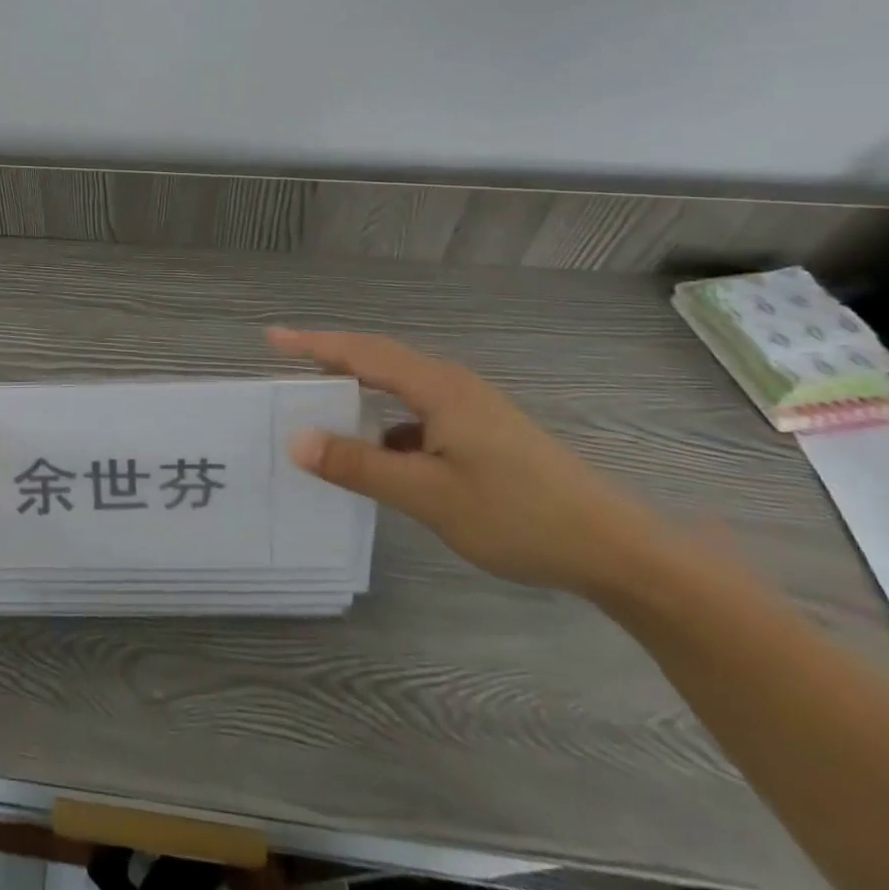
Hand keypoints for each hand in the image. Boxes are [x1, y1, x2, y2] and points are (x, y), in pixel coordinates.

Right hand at [270, 328, 667, 597]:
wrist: (617, 550)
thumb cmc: (518, 515)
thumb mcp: (429, 495)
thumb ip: (360, 466)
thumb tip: (296, 441)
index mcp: (438, 388)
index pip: (362, 353)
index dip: (314, 344)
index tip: (271, 339)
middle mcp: (452, 386)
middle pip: (380, 359)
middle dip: (331, 357)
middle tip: (288, 362)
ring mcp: (471, 409)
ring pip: (400, 386)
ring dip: (359, 387)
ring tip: (322, 401)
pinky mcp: (483, 433)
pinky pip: (419, 412)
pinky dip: (386, 420)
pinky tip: (379, 452)